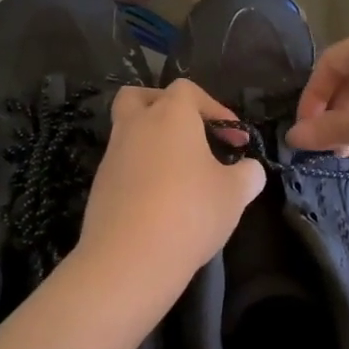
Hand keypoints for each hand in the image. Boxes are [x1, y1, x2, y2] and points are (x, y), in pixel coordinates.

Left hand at [76, 79, 265, 293]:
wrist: (130, 258)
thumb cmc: (191, 212)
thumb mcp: (236, 193)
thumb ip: (248, 174)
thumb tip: (249, 170)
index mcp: (170, 115)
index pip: (187, 90)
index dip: (215, 108)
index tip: (234, 138)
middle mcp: (135, 126)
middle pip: (139, 97)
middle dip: (164, 107)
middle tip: (189, 133)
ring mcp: (112, 156)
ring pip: (128, 132)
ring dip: (153, 144)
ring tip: (181, 174)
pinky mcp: (99, 186)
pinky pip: (123, 166)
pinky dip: (141, 172)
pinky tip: (161, 201)